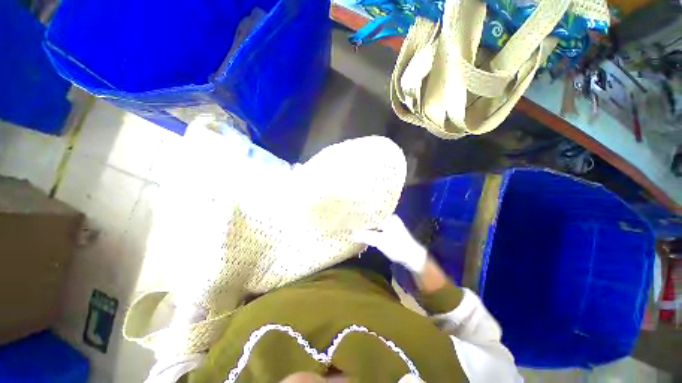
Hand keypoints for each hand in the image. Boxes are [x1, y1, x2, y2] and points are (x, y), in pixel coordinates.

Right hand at [354, 214, 427, 272]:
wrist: (413, 257)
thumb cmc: (398, 246)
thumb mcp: (381, 242)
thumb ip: (367, 237)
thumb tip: (353, 233)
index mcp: (389, 218)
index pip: (373, 213)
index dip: (363, 214)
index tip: (352, 215)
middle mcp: (390, 219)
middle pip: (374, 218)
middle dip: (364, 220)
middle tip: (352, 221)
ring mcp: (391, 226)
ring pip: (376, 224)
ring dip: (368, 226)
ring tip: (356, 226)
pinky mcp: (391, 233)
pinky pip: (378, 229)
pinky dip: (372, 231)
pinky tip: (365, 233)